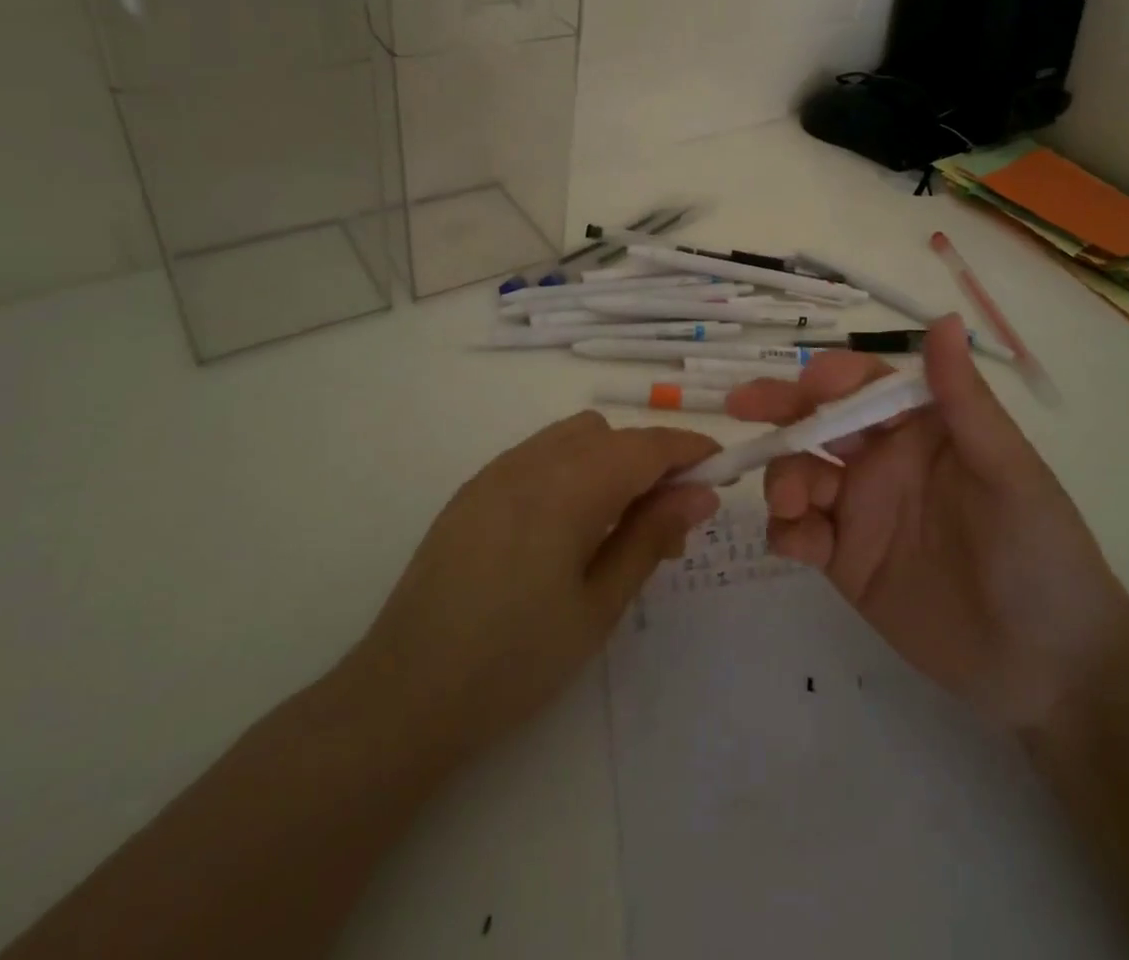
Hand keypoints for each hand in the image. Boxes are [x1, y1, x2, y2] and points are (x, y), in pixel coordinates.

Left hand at [318, 413, 719, 779]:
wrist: (404, 695)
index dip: (690, 448)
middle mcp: (531, 461)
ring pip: (574, 437)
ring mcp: (496, 471)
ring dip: (611, 460)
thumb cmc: (515, 661)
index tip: (724, 469)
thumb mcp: (598, 605)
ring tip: (619, 524)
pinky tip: (569, 525)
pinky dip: (573, 468)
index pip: (646, 445)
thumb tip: (701, 493)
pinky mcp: (474, 489)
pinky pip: (540, 454)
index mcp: (567, 487)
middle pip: (611, 434)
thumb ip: (651, 537)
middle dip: (651, 460)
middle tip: (670, 520)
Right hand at [726, 317, 1128, 735]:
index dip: (831, 378)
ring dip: (781, 476)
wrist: (1050, 668)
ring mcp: (859, 510)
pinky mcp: (844, 561)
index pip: (864, 385)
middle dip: (779, 409)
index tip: (806, 385)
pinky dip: (785, 530)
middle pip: (817, 422)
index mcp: (921, 428)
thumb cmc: (1040, 553)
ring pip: (797, 473)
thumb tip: (944, 317)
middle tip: (741, 405)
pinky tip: (799, 546)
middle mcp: (882, 460)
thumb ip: (965, 400)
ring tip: (792, 505)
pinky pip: (797, 532)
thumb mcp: (1008, 471)